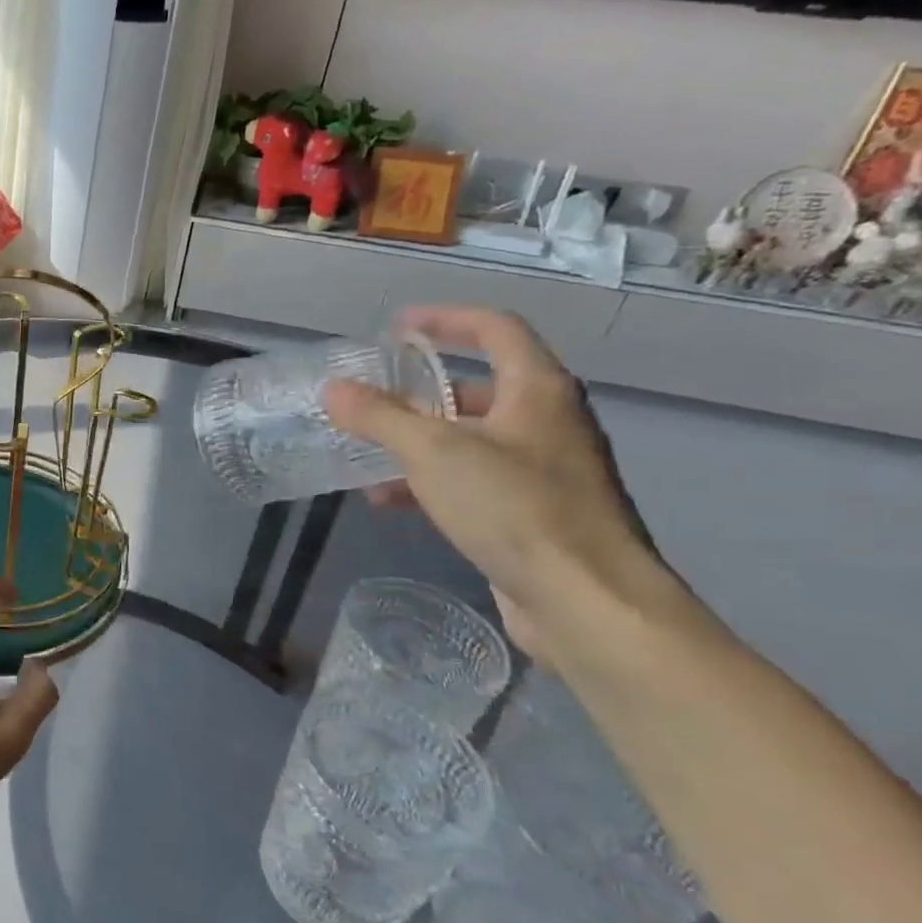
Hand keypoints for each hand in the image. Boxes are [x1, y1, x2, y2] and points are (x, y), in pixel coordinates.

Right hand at [323, 307, 669, 654]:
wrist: (588, 603)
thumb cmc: (514, 508)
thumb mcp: (433, 453)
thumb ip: (379, 416)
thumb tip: (333, 388)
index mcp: (537, 391)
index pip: (495, 329)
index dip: (446, 319)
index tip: (398, 326)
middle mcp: (547, 422)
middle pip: (480, 387)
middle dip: (422, 391)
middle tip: (375, 396)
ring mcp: (545, 471)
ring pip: (472, 438)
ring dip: (419, 441)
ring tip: (369, 453)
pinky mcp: (535, 514)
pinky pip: (474, 480)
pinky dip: (432, 481)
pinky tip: (391, 501)